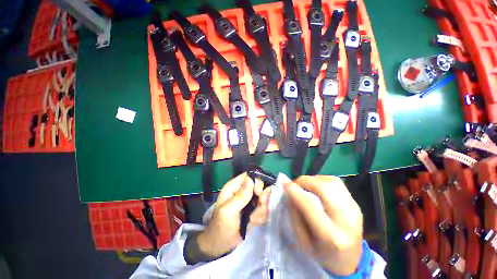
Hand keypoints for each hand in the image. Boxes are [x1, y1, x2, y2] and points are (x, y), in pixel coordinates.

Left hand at [197, 173, 270, 257]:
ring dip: (261, 210)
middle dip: (261, 198)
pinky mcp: (254, 209)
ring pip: (264, 198)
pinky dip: (261, 216)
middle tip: (258, 208)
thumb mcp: (228, 212)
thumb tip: (250, 180)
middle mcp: (243, 191)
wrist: (220, 245)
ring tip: (253, 219)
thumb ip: (240, 196)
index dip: (256, 182)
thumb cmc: (220, 227)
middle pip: (260, 186)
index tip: (258, 194)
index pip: (249, 176)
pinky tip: (253, 222)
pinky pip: (264, 208)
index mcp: (234, 187)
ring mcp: (249, 200)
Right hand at [284, 175, 362, 275]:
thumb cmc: (322, 254)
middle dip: (304, 181)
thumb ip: (295, 214)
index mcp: (332, 237)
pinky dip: (322, 180)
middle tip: (295, 185)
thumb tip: (289, 189)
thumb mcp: (303, 241)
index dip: (295, 191)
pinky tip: (317, 187)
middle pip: (323, 188)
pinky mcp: (356, 203)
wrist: (350, 260)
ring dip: (313, 179)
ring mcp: (354, 209)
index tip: (285, 185)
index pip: (310, 204)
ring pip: (330, 181)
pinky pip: (337, 182)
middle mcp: (346, 220)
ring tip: (305, 186)